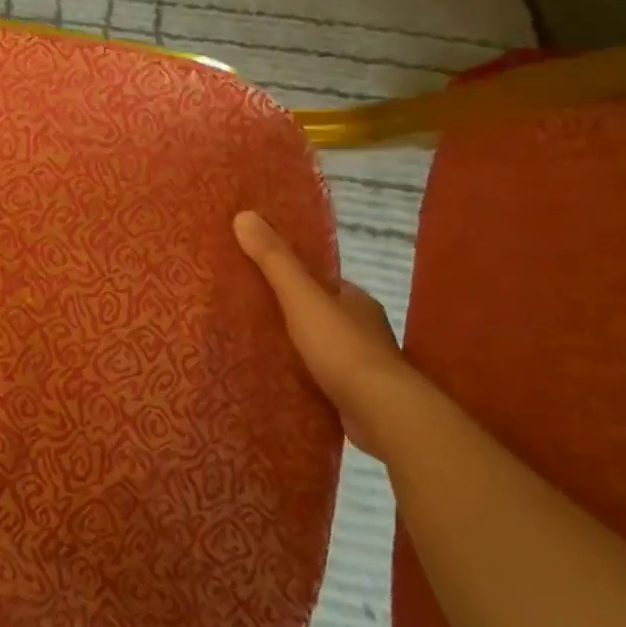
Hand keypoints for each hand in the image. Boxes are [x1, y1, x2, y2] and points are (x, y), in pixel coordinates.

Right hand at [234, 210, 408, 458]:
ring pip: (321, 347)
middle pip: (319, 313)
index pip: (320, 281)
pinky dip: (303, 376)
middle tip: (248, 312)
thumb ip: (274, 260)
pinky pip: (322, 378)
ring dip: (296, 347)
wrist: (381, 413)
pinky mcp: (355, 397)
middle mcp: (363, 329)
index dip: (292, 276)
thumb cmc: (342, 347)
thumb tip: (244, 214)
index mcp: (356, 300)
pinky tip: (278, 379)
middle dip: (291, 313)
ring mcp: (362, 366)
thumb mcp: (301, 297)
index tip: (258, 276)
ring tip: (254, 346)